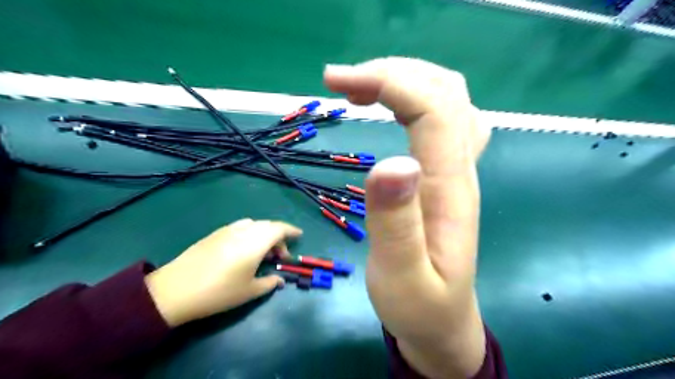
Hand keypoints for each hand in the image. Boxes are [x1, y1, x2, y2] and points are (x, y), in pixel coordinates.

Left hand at [146, 218, 301, 326]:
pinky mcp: (215, 233)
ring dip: (263, 234)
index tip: (299, 235)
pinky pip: (240, 227)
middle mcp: (244, 231)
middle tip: (279, 256)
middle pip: (268, 226)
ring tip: (262, 253)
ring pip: (254, 225)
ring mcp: (228, 230)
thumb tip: (279, 280)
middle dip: (278, 237)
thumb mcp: (249, 291)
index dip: (291, 230)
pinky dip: (250, 233)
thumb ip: (269, 283)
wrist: (176, 290)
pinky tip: (244, 249)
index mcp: (255, 242)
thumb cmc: (219, 292)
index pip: (279, 229)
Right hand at [326, 56, 490, 378]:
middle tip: (342, 82)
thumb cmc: (420, 306)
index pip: (432, 110)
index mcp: (449, 189)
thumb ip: (397, 224)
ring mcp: (456, 170)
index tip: (337, 81)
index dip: (389, 82)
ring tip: (360, 88)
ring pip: (447, 99)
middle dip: (392, 72)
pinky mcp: (445, 176)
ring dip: (403, 80)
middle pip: (444, 92)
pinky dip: (413, 98)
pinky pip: (443, 119)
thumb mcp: (403, 278)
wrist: (443, 323)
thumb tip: (391, 164)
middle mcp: (459, 170)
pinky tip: (390, 106)